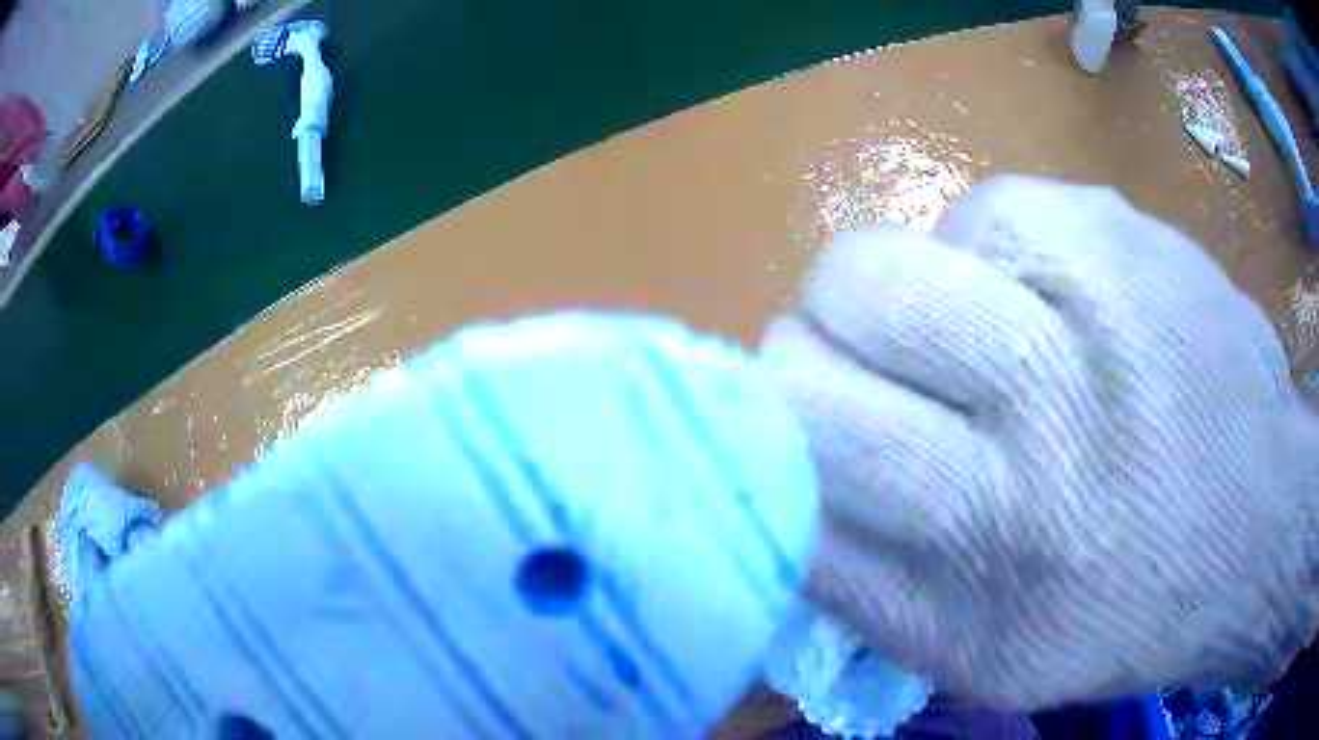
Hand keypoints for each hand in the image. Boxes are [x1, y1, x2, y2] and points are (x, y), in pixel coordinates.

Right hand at [761, 175, 1318, 709]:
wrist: (1260, 530)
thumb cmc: (1124, 609)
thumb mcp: (977, 653)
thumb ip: (863, 583)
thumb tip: (780, 480)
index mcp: (969, 599)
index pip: (787, 477)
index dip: (770, 439)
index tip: (802, 438)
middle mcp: (1024, 472)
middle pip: (804, 356)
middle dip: (809, 358)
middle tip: (875, 378)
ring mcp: (1081, 334)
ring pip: (872, 267)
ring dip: (894, 300)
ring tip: (973, 336)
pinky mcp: (1115, 233)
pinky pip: (978, 212)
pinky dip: (985, 253)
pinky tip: (1050, 300)